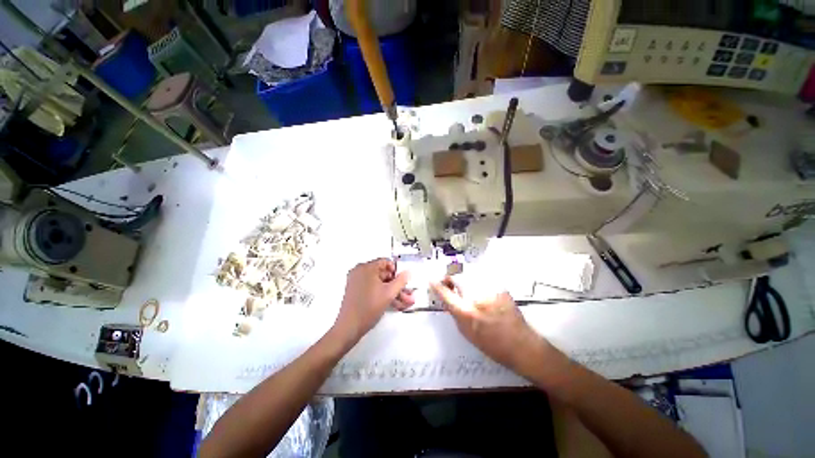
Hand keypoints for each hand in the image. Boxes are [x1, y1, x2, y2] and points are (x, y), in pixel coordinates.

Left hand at [334, 259, 413, 341]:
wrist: (349, 327)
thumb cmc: (367, 309)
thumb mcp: (389, 293)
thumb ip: (401, 281)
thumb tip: (407, 272)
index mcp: (366, 268)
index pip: (386, 262)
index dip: (396, 271)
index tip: (402, 281)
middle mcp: (359, 271)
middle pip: (383, 273)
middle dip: (396, 284)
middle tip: (405, 293)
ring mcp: (356, 281)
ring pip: (378, 283)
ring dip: (391, 291)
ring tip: (402, 301)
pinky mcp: (355, 290)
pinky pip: (372, 288)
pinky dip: (382, 294)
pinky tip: (392, 303)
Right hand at [431, 277, 543, 373]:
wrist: (522, 345)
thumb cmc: (493, 345)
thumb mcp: (467, 334)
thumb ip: (455, 314)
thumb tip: (447, 299)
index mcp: (467, 313)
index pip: (446, 294)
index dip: (437, 285)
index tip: (431, 280)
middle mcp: (477, 298)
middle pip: (458, 277)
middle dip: (450, 276)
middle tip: (448, 282)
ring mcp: (490, 291)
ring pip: (470, 274)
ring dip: (462, 277)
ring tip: (462, 283)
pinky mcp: (500, 287)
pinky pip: (482, 276)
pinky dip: (476, 278)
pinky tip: (477, 286)